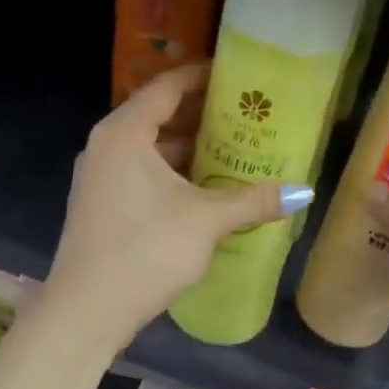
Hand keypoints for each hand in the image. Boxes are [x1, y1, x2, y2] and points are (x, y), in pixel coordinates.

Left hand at [43, 64, 310, 348]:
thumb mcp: (206, 220)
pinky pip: (141, 170)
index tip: (237, 75)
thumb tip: (303, 191)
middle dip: (202, 113)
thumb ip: (253, 200)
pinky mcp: (101, 203)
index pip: (167, 87)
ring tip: (233, 147)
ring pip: (151, 147)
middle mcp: (106, 145)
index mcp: (125, 133)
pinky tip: (206, 186)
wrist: (85, 312)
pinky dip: (173, 170)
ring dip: (189, 146)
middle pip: (158, 114)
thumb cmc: (145, 250)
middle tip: (245, 113)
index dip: (202, 76)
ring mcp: (100, 176)